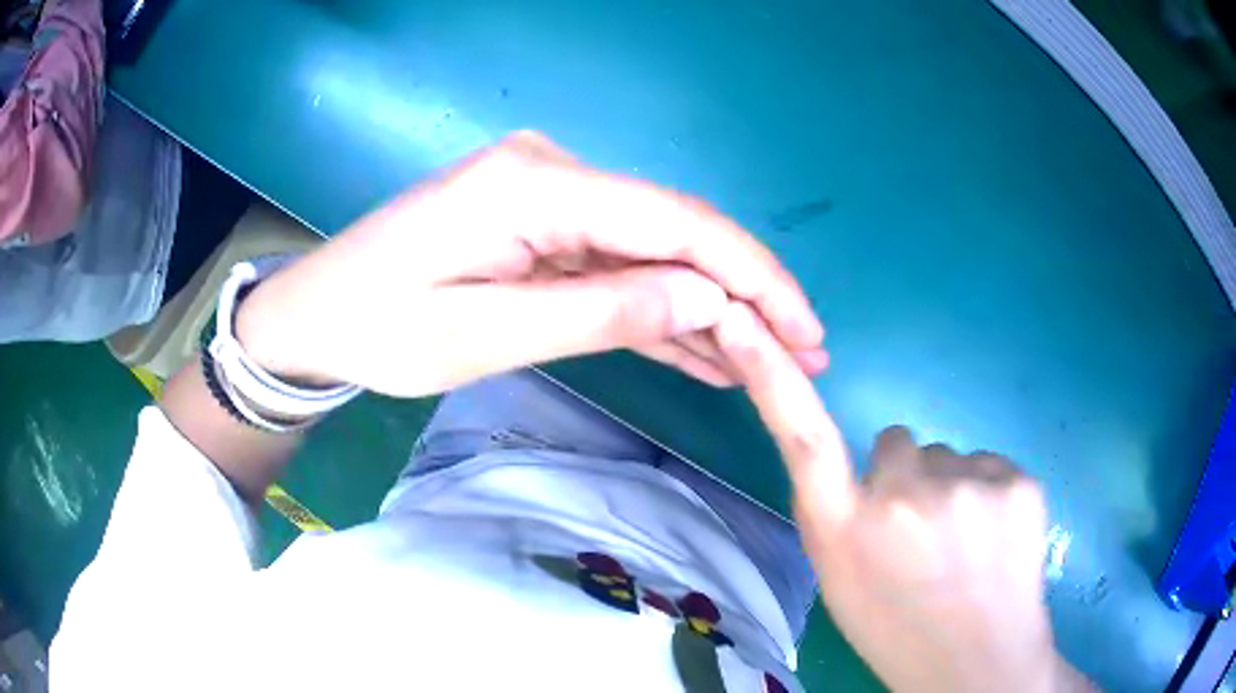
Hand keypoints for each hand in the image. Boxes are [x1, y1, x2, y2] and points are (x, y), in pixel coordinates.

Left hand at [236, 132, 825, 396]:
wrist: (312, 315)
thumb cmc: (375, 328)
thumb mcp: (480, 335)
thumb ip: (598, 312)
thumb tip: (706, 297)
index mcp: (531, 186)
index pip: (674, 220)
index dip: (751, 274)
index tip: (804, 327)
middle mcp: (551, 173)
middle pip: (674, 230)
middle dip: (746, 291)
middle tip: (804, 350)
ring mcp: (546, 198)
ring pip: (652, 251)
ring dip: (709, 305)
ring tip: (767, 359)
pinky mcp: (538, 226)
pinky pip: (615, 264)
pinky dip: (657, 307)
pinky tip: (705, 345)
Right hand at [712, 304, 1090, 692]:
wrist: (978, 666)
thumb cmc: (899, 631)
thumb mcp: (843, 583)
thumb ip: (841, 516)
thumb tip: (867, 467)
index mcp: (846, 533)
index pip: (804, 438)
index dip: (772, 377)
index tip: (744, 324)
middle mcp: (901, 499)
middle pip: (899, 444)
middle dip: (907, 479)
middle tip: (923, 536)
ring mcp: (968, 486)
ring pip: (950, 457)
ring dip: (952, 489)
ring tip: (964, 547)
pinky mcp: (1018, 483)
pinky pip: (993, 465)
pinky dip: (992, 495)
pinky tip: (996, 541)